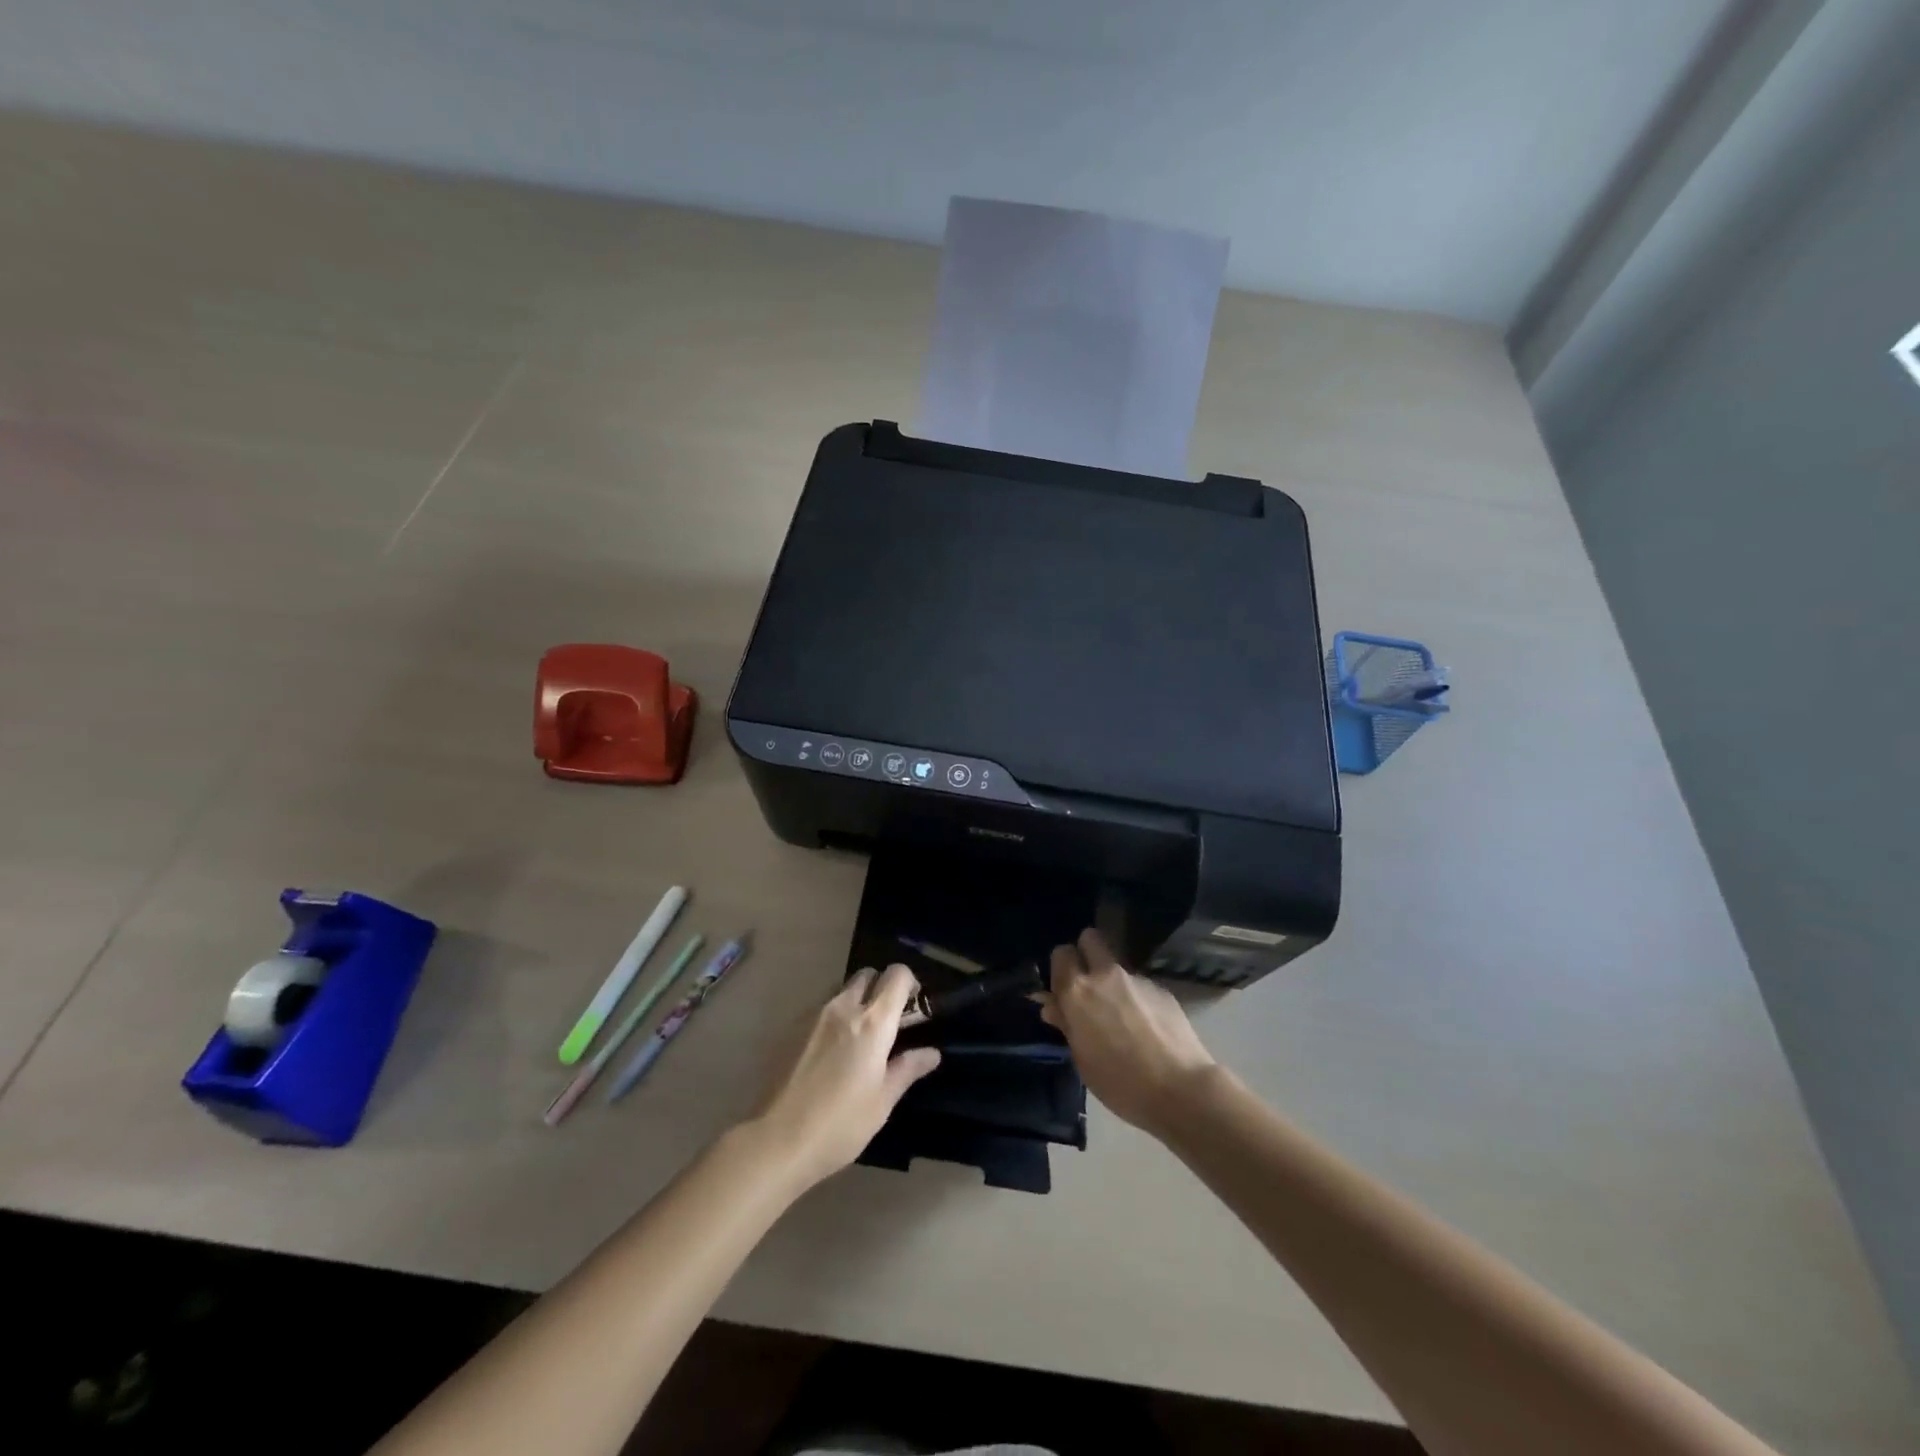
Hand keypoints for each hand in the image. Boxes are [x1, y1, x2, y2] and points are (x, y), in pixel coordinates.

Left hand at [750, 964, 941, 1190]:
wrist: (776, 1140)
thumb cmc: (840, 1125)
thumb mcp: (882, 1102)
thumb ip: (907, 1069)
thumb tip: (931, 1053)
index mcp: (873, 1022)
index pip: (896, 975)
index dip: (909, 982)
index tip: (913, 1005)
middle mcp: (843, 1007)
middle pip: (867, 975)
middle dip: (880, 987)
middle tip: (886, 1021)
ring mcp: (813, 1015)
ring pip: (841, 991)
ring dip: (855, 1002)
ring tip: (856, 1039)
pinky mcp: (790, 1028)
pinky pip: (819, 1010)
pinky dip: (832, 1019)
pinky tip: (828, 1054)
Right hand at [1040, 929, 1216, 1136]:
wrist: (1180, 1089)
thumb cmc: (1120, 1083)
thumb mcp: (1082, 1059)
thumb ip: (1066, 1024)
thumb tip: (1052, 1004)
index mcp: (1077, 992)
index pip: (1061, 954)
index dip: (1062, 969)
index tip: (1065, 990)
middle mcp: (1104, 975)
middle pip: (1090, 939)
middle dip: (1087, 954)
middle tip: (1090, 986)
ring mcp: (1136, 979)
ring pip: (1117, 967)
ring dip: (1114, 983)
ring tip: (1124, 1019)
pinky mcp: (1161, 989)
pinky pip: (1140, 986)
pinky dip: (1138, 999)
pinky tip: (1148, 1028)